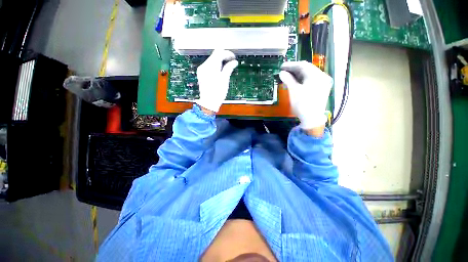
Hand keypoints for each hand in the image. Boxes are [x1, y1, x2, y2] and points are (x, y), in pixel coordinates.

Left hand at [196, 49, 238, 112]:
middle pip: (215, 55)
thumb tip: (234, 62)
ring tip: (228, 66)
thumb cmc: (217, 92)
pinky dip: (216, 64)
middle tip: (232, 61)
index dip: (227, 53)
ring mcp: (202, 69)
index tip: (234, 58)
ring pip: (213, 59)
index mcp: (210, 66)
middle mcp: (204, 66)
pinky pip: (210, 64)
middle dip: (224, 56)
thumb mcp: (225, 78)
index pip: (219, 53)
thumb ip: (229, 67)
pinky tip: (222, 69)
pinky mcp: (202, 73)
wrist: (208, 102)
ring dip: (221, 60)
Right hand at [279, 61, 332, 130]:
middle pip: (307, 69)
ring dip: (299, 74)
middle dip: (295, 70)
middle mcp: (323, 77)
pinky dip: (305, 79)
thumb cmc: (303, 104)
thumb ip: (287, 78)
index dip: (291, 65)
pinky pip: (313, 79)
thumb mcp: (293, 90)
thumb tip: (282, 73)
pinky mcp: (323, 88)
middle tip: (284, 72)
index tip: (282, 67)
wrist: (313, 120)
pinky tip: (297, 81)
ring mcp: (324, 83)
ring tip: (289, 77)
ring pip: (310, 74)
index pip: (302, 65)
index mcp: (317, 75)